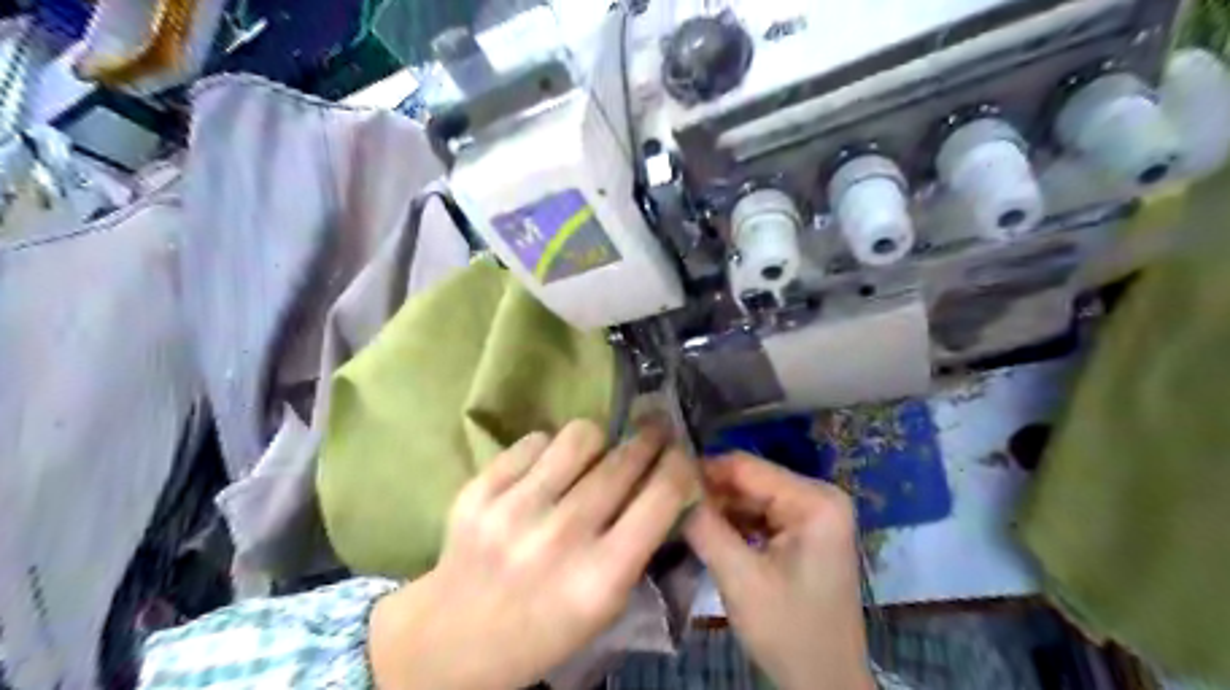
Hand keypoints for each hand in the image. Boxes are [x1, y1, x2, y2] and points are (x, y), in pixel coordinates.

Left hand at [370, 421, 695, 688]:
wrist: (452, 637)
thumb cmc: (544, 626)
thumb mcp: (607, 604)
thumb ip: (639, 543)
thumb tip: (663, 479)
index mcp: (601, 577)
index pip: (662, 496)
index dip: (679, 465)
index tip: (680, 453)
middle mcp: (561, 537)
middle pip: (624, 459)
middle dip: (648, 439)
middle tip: (653, 430)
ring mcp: (514, 509)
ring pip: (581, 434)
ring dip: (598, 441)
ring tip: (592, 456)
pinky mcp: (479, 490)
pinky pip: (535, 440)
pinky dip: (549, 451)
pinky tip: (544, 473)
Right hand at [683, 452, 873, 689]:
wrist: (826, 685)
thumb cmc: (789, 631)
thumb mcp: (741, 578)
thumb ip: (705, 527)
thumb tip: (672, 487)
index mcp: (815, 500)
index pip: (746, 467)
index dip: (702, 471)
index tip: (663, 482)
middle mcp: (818, 496)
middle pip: (749, 481)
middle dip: (709, 495)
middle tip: (666, 505)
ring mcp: (813, 515)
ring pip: (750, 498)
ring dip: (717, 510)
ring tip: (679, 519)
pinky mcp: (803, 533)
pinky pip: (759, 516)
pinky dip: (732, 525)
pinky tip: (704, 533)